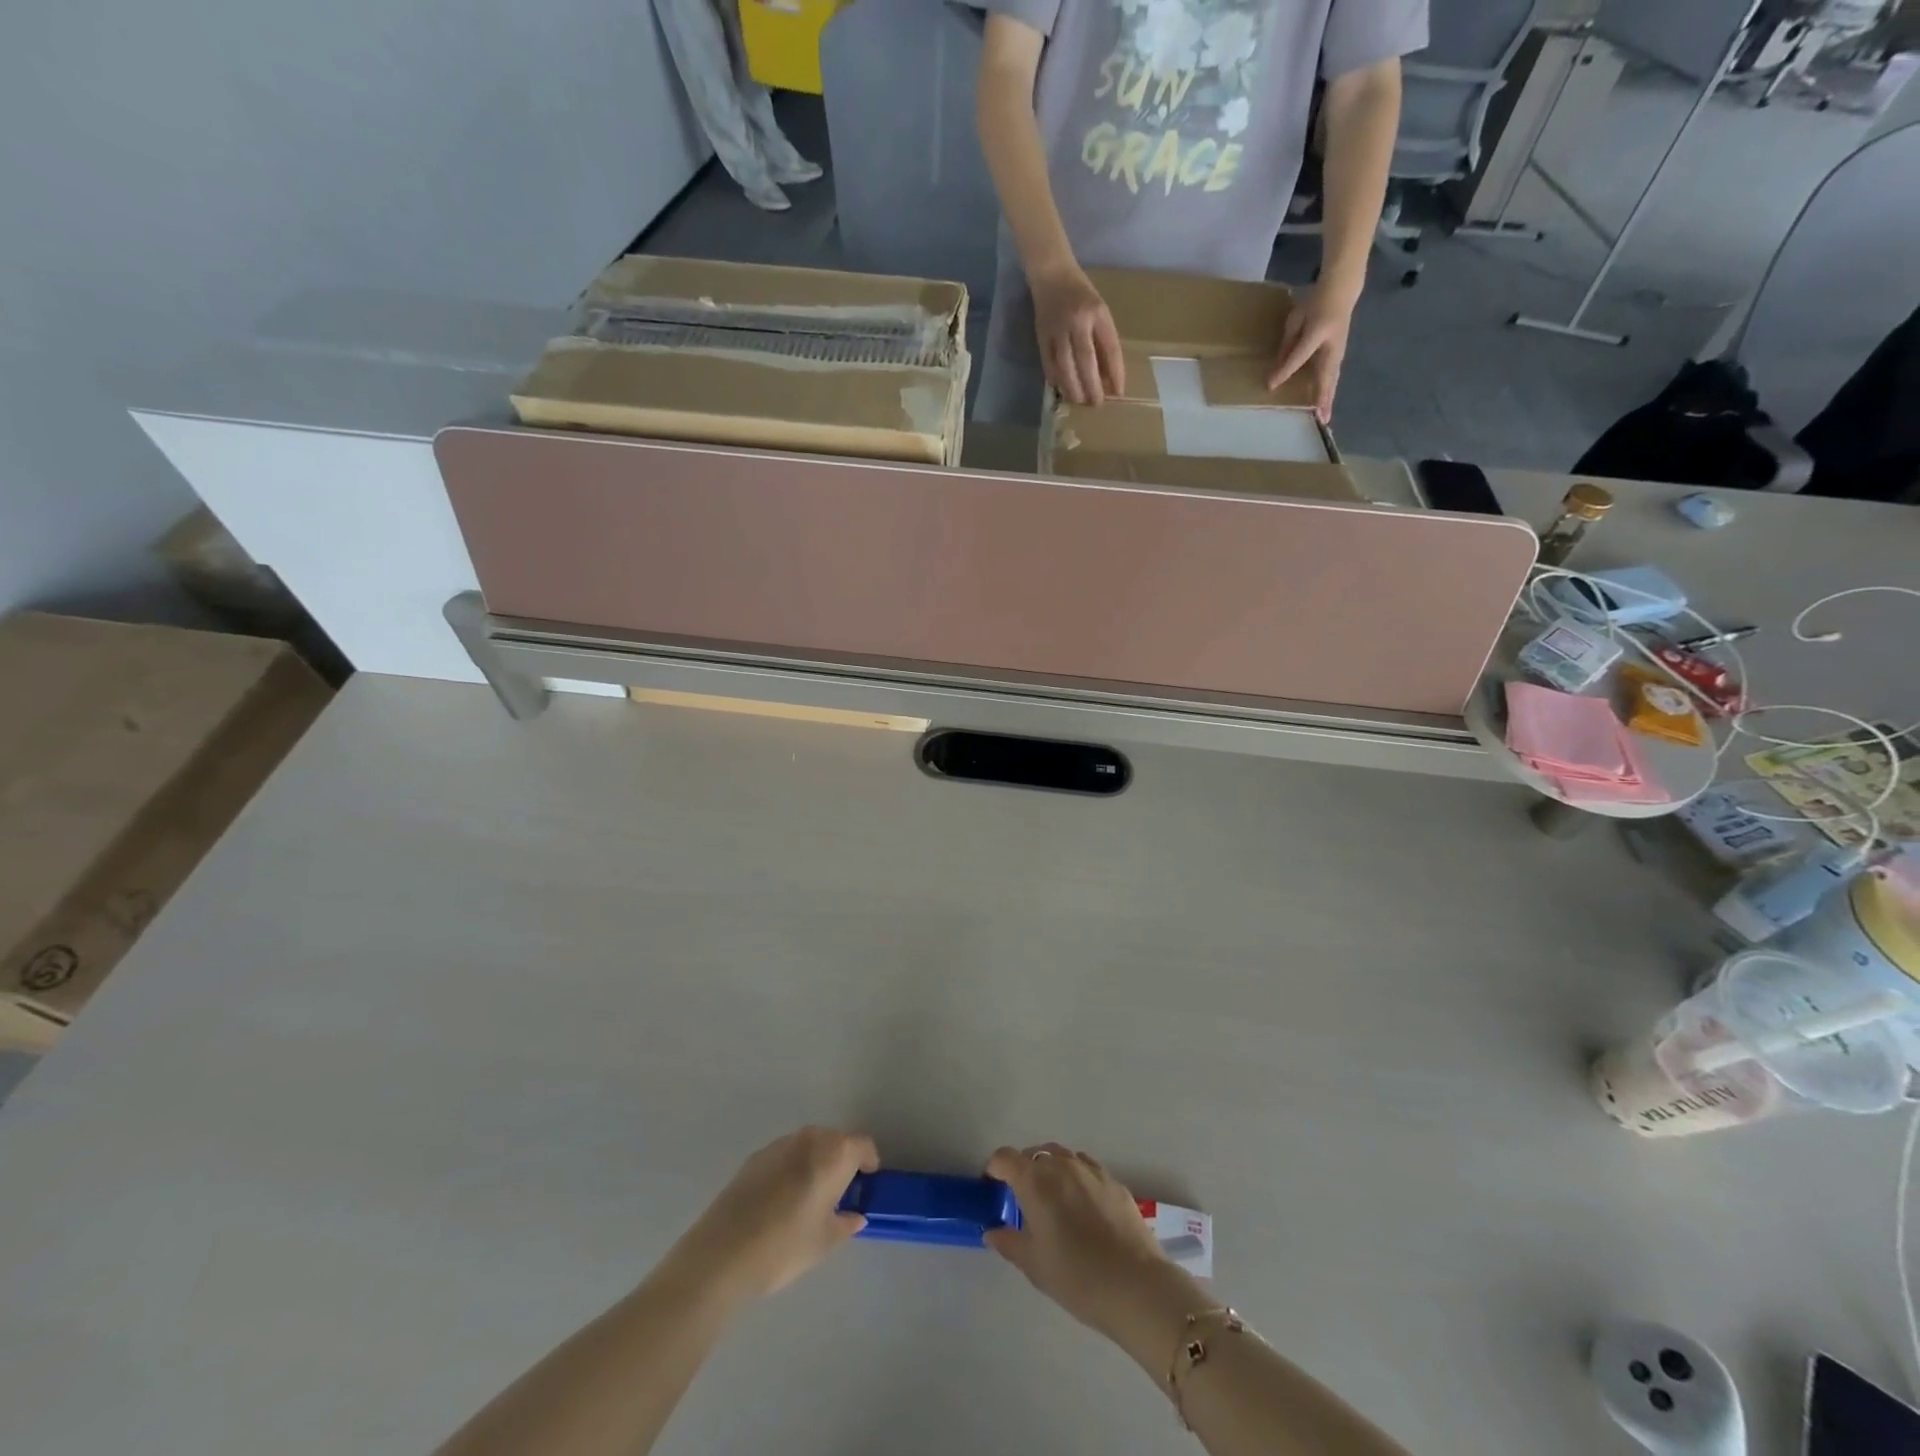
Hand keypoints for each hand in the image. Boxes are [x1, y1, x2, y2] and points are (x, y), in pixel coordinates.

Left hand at [672, 1126, 878, 1300]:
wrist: (722, 1254)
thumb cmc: (785, 1246)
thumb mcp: (825, 1242)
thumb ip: (846, 1223)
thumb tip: (855, 1214)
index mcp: (834, 1153)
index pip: (863, 1146)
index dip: (868, 1164)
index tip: (865, 1186)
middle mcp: (809, 1138)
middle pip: (835, 1140)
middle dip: (841, 1161)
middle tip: (838, 1194)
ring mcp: (779, 1144)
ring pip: (808, 1146)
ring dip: (815, 1163)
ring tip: (807, 1198)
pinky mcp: (754, 1157)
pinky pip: (784, 1155)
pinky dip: (791, 1168)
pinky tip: (779, 1201)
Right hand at [983, 1143, 1192, 1345]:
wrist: (1136, 1286)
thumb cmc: (1076, 1277)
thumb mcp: (1034, 1266)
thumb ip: (1009, 1242)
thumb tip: (991, 1231)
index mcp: (1035, 1181)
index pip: (1005, 1158)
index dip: (994, 1168)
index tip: (992, 1187)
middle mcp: (1061, 1165)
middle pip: (1034, 1153)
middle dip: (1023, 1169)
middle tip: (1022, 1200)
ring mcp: (1090, 1170)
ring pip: (1062, 1156)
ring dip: (1051, 1169)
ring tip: (1053, 1200)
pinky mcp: (1114, 1181)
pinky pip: (1086, 1168)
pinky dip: (1076, 1177)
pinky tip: (1082, 1205)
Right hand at [1031, 266, 1125, 405]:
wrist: (1052, 274)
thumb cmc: (1081, 294)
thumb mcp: (1099, 311)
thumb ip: (1104, 340)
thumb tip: (1108, 375)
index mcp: (1098, 313)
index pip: (1110, 348)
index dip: (1116, 373)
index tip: (1118, 393)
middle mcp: (1078, 321)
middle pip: (1086, 361)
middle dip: (1092, 386)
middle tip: (1096, 404)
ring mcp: (1057, 329)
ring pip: (1065, 366)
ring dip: (1073, 387)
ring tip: (1079, 400)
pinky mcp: (1042, 336)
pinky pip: (1049, 364)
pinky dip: (1056, 379)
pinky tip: (1061, 389)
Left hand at [1267, 283, 1357, 423]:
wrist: (1342, 290)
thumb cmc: (1315, 303)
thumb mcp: (1295, 319)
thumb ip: (1287, 344)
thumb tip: (1278, 368)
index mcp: (1317, 332)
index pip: (1299, 356)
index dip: (1285, 371)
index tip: (1270, 385)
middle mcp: (1331, 345)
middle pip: (1325, 374)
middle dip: (1321, 396)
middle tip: (1319, 418)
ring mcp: (1338, 350)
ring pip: (1332, 378)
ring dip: (1328, 398)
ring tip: (1325, 417)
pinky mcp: (1339, 354)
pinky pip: (1333, 376)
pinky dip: (1329, 391)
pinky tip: (1325, 404)